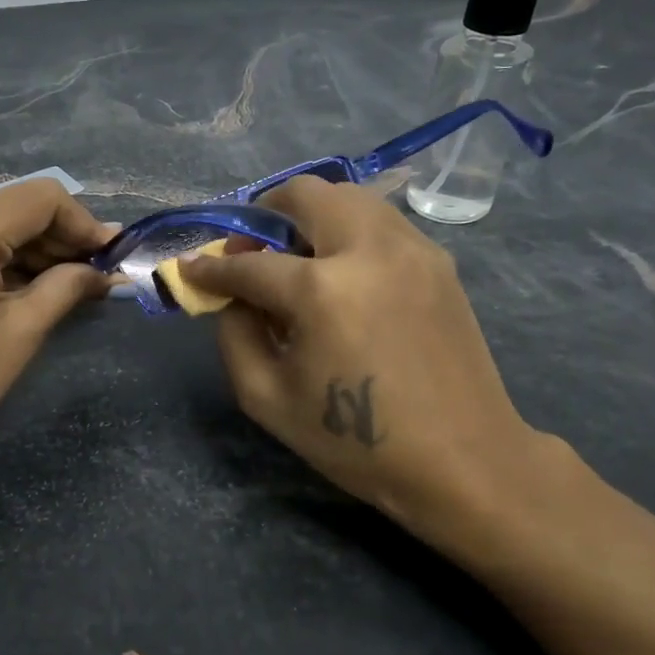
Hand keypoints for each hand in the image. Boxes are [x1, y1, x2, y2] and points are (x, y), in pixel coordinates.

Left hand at [0, 179, 114, 479]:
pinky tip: (27, 279)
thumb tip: (109, 269)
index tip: (111, 255)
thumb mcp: (20, 333)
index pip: (39, 199)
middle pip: (13, 206)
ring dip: (29, 247)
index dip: (83, 223)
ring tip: (69, 280)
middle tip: (96, 272)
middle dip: (58, 238)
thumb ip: (69, 286)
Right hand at [180, 177, 553, 549]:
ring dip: (309, 217)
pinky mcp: (438, 261)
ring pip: (348, 196)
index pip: (250, 264)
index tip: (192, 268)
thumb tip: (230, 295)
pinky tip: (341, 275)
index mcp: (322, 291)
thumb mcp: (267, 398)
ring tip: (296, 261)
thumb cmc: (355, 442)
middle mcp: (369, 250)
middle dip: (263, 215)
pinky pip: (380, 221)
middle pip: (305, 194)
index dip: (212, 267)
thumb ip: (234, 334)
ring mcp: (412, 249)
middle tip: (251, 252)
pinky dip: (347, 231)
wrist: (462, 460)